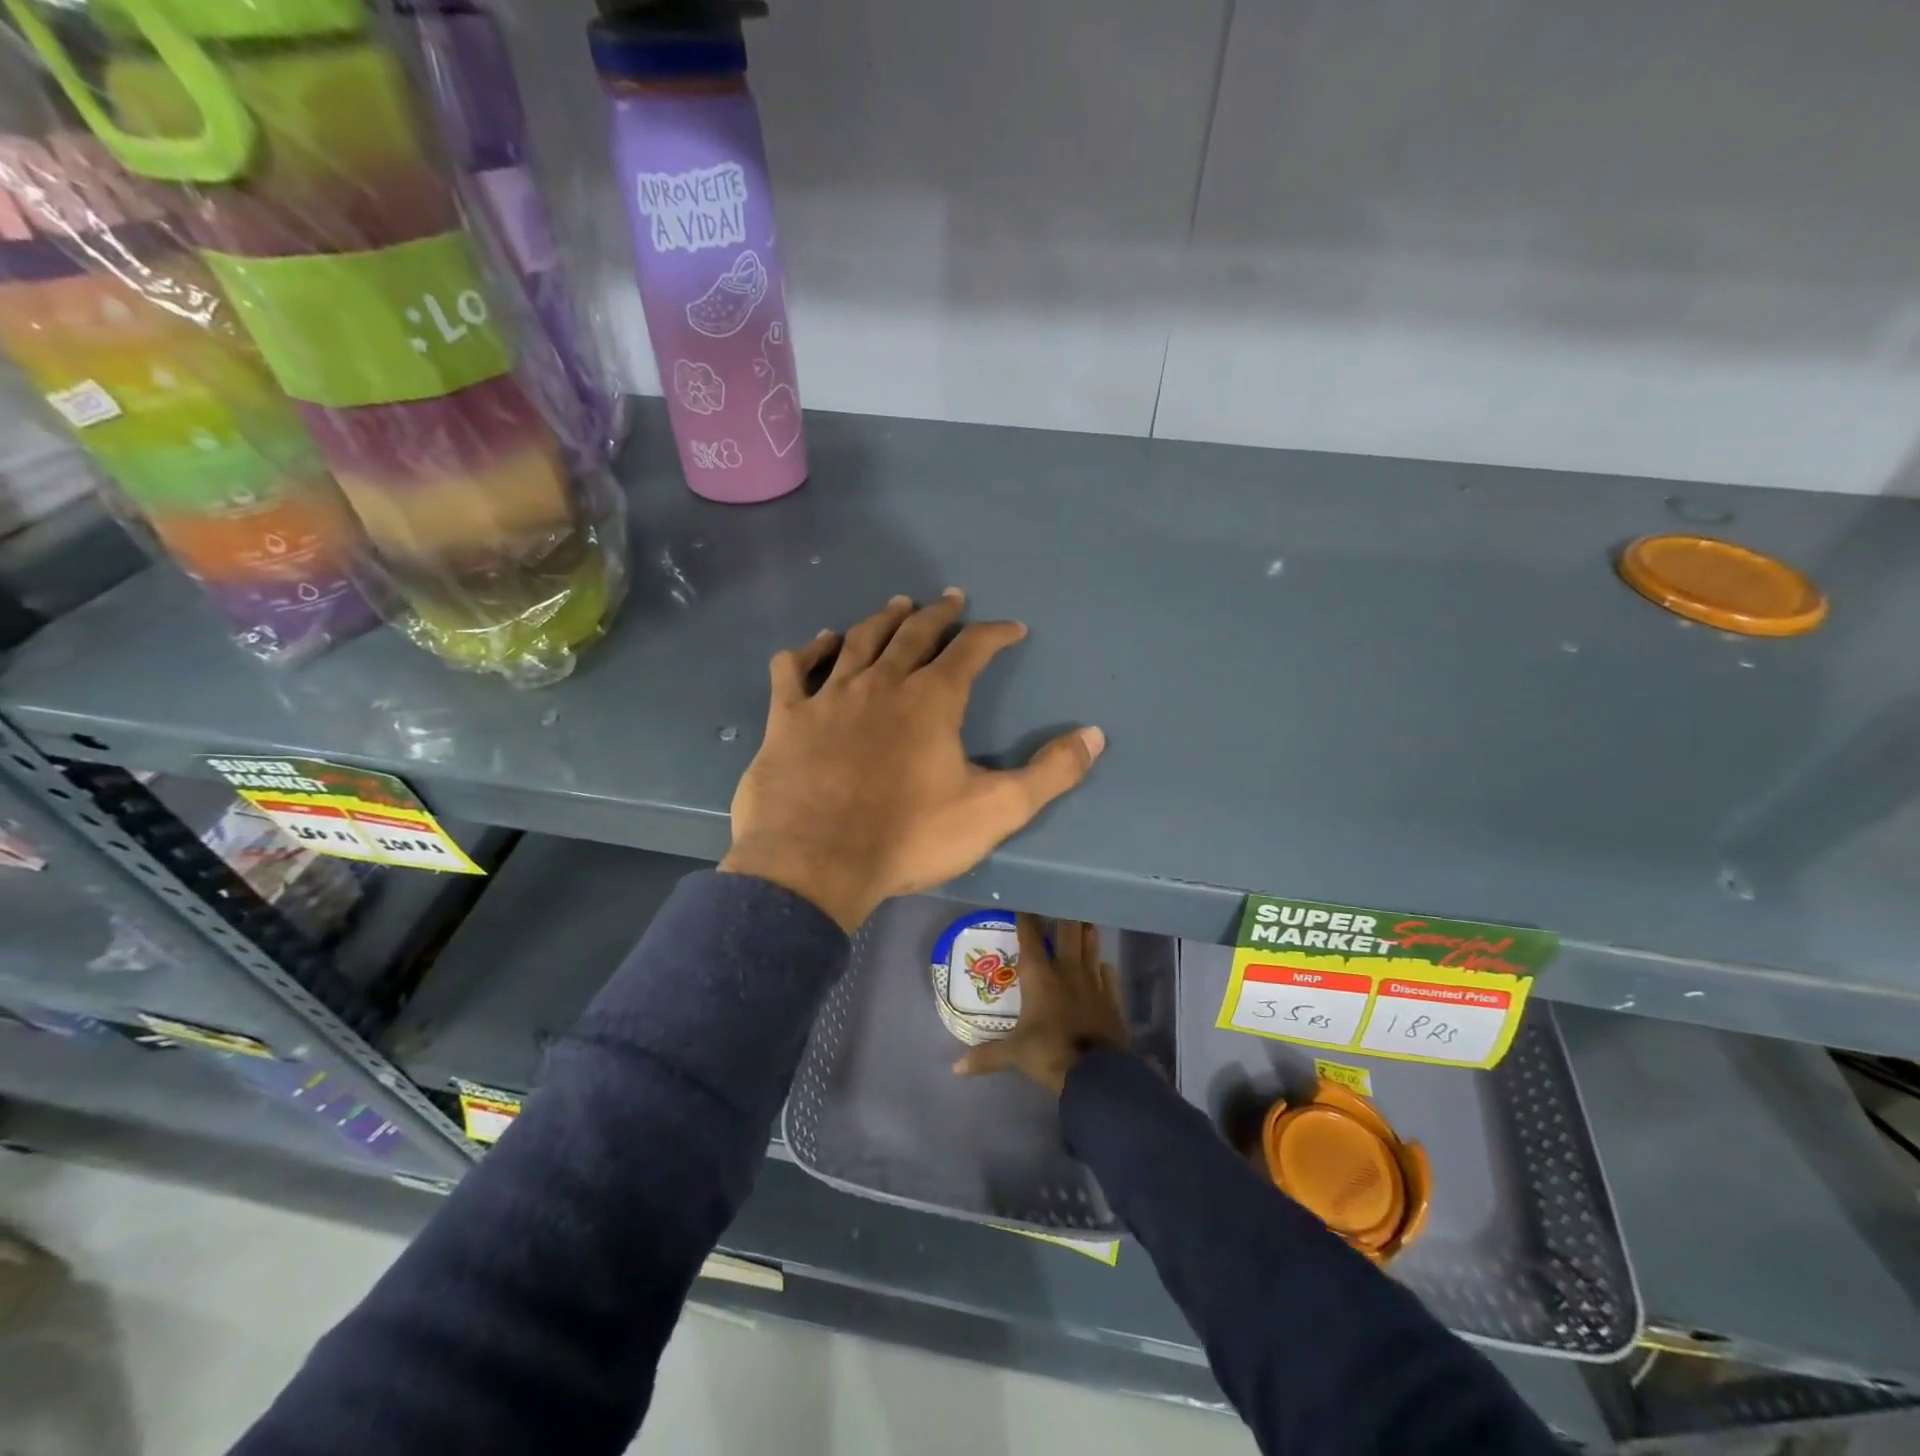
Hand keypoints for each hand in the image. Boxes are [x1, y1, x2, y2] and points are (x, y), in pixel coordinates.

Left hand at [720, 591, 1105, 931]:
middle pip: (914, 634)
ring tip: (898, 605)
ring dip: (883, 620)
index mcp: (932, 700)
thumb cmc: (908, 837)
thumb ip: (1049, 773)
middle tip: (950, 598)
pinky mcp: (787, 718)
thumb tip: (1095, 735)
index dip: (995, 634)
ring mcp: (830, 696)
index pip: (971, 650)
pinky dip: (810, 651)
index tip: (1012, 628)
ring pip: (860, 641)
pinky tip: (819, 643)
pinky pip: (795, 670)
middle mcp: (882, 683)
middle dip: (938, 614)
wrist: (815, 863)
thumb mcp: (994, 810)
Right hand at [952, 914, 1128, 1094]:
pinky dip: (1102, 966)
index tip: (1023, 903)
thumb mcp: (1015, 1054)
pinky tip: (1100, 966)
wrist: (1098, 1073)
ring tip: (1082, 921)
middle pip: (1068, 930)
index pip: (1030, 936)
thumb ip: (986, 1056)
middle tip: (1062, 903)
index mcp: (1040, 975)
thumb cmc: (1050, 1053)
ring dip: (1086, 932)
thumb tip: (955, 1068)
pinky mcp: (1112, 996)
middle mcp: (1067, 969)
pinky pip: (1108, 972)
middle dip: (1064, 915)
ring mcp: (1093, 981)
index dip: (1026, 917)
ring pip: (1091, 944)